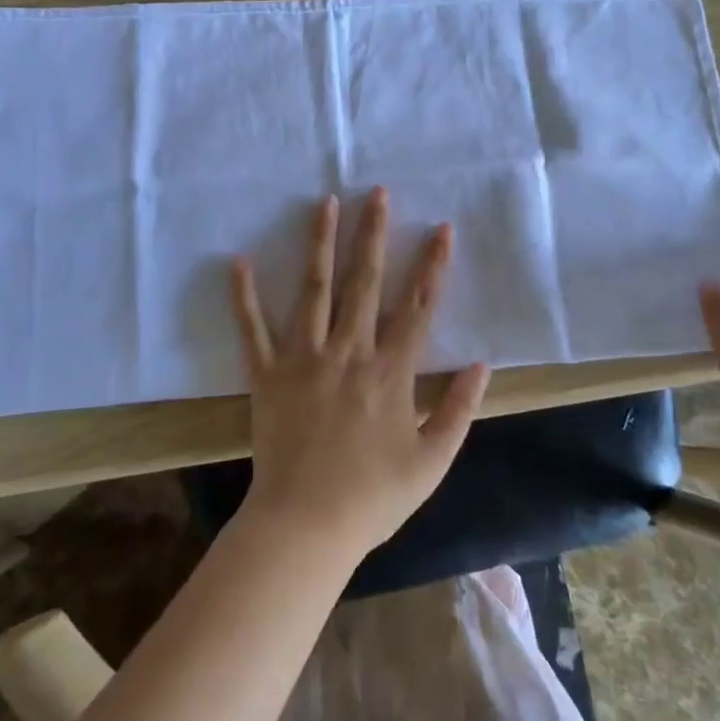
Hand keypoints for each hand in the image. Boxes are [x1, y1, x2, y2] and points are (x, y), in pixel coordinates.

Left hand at [230, 189, 491, 563]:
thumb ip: (459, 410)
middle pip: (365, 282)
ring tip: (326, 203)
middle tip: (377, 193)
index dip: (433, 265)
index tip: (442, 228)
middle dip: (374, 234)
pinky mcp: (267, 374)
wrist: (305, 527)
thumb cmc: (372, 498)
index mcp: (391, 371)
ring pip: (314, 289)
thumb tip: (482, 365)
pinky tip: (238, 261)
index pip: (418, 306)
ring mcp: (304, 359)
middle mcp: (349, 352)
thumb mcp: (432, 462)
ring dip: (320, 243)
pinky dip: (243, 296)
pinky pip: (253, 330)